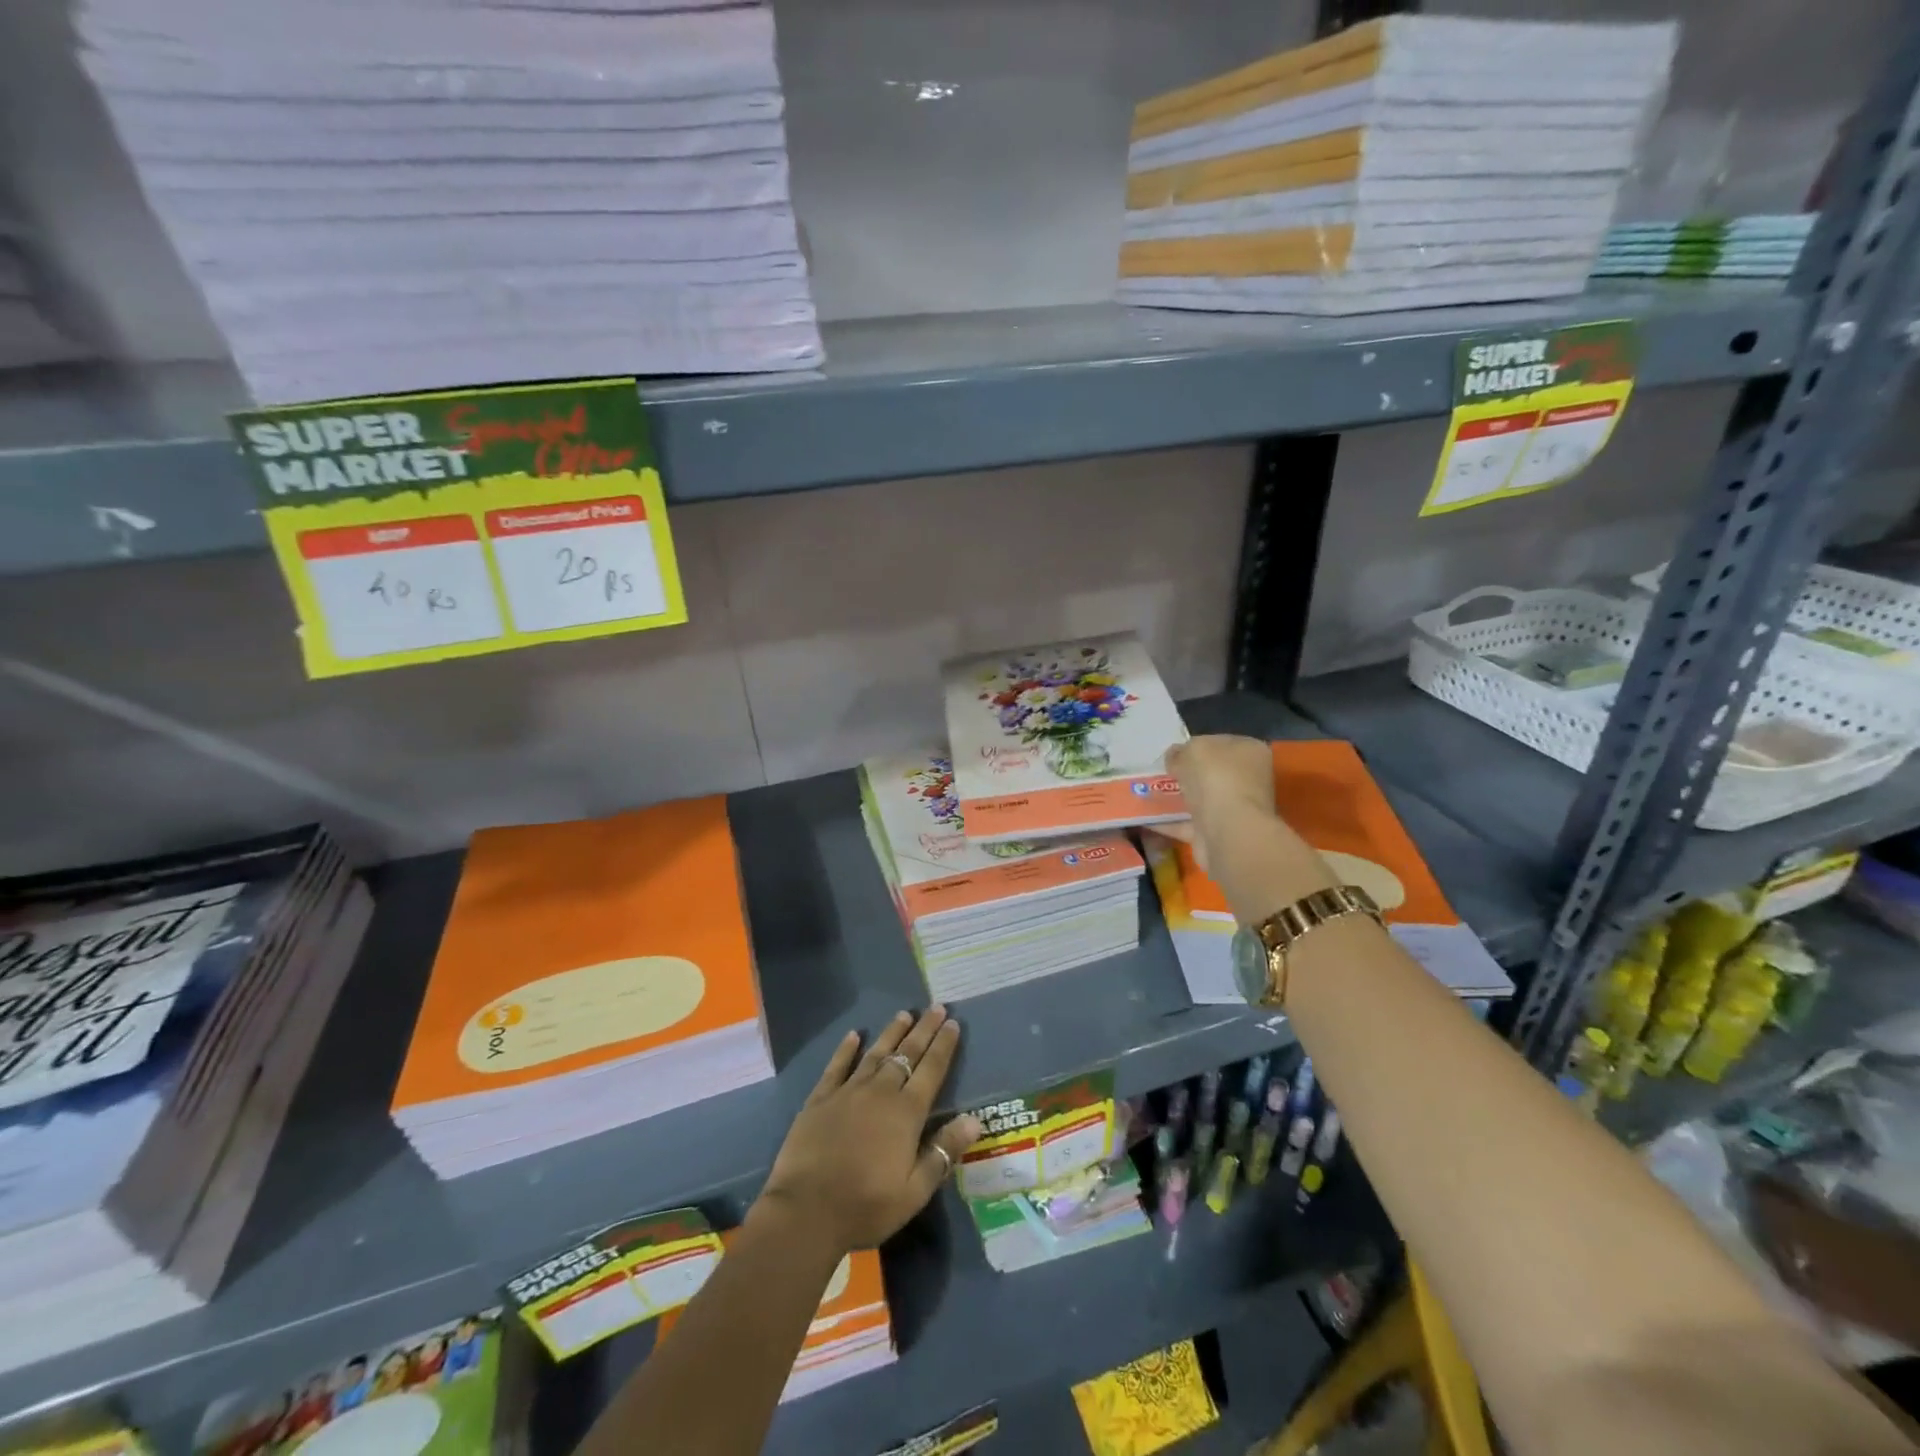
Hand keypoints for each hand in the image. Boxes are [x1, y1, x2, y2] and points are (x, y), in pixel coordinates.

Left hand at [754, 1007, 982, 1253]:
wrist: (806, 1211)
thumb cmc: (866, 1205)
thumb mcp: (915, 1190)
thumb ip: (944, 1151)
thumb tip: (974, 1119)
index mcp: (906, 1113)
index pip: (931, 1070)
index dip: (944, 1046)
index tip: (953, 1023)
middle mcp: (880, 1092)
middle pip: (907, 1054)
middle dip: (924, 1029)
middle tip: (936, 1007)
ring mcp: (848, 1092)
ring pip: (875, 1053)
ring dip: (891, 1033)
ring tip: (904, 1013)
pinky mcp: (820, 1099)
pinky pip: (837, 1066)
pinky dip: (847, 1049)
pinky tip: (854, 1035)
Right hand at [1158, 735, 1281, 872]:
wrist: (1228, 832)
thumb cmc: (1216, 779)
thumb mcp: (1192, 750)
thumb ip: (1181, 751)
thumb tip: (1174, 757)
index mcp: (1250, 751)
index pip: (1220, 743)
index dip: (1195, 746)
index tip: (1172, 753)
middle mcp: (1248, 779)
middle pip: (1211, 773)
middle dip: (1185, 775)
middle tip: (1158, 773)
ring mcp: (1236, 809)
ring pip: (1200, 799)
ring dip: (1176, 799)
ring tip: (1145, 794)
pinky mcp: (1220, 834)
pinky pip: (1189, 824)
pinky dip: (1169, 822)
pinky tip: (1146, 819)